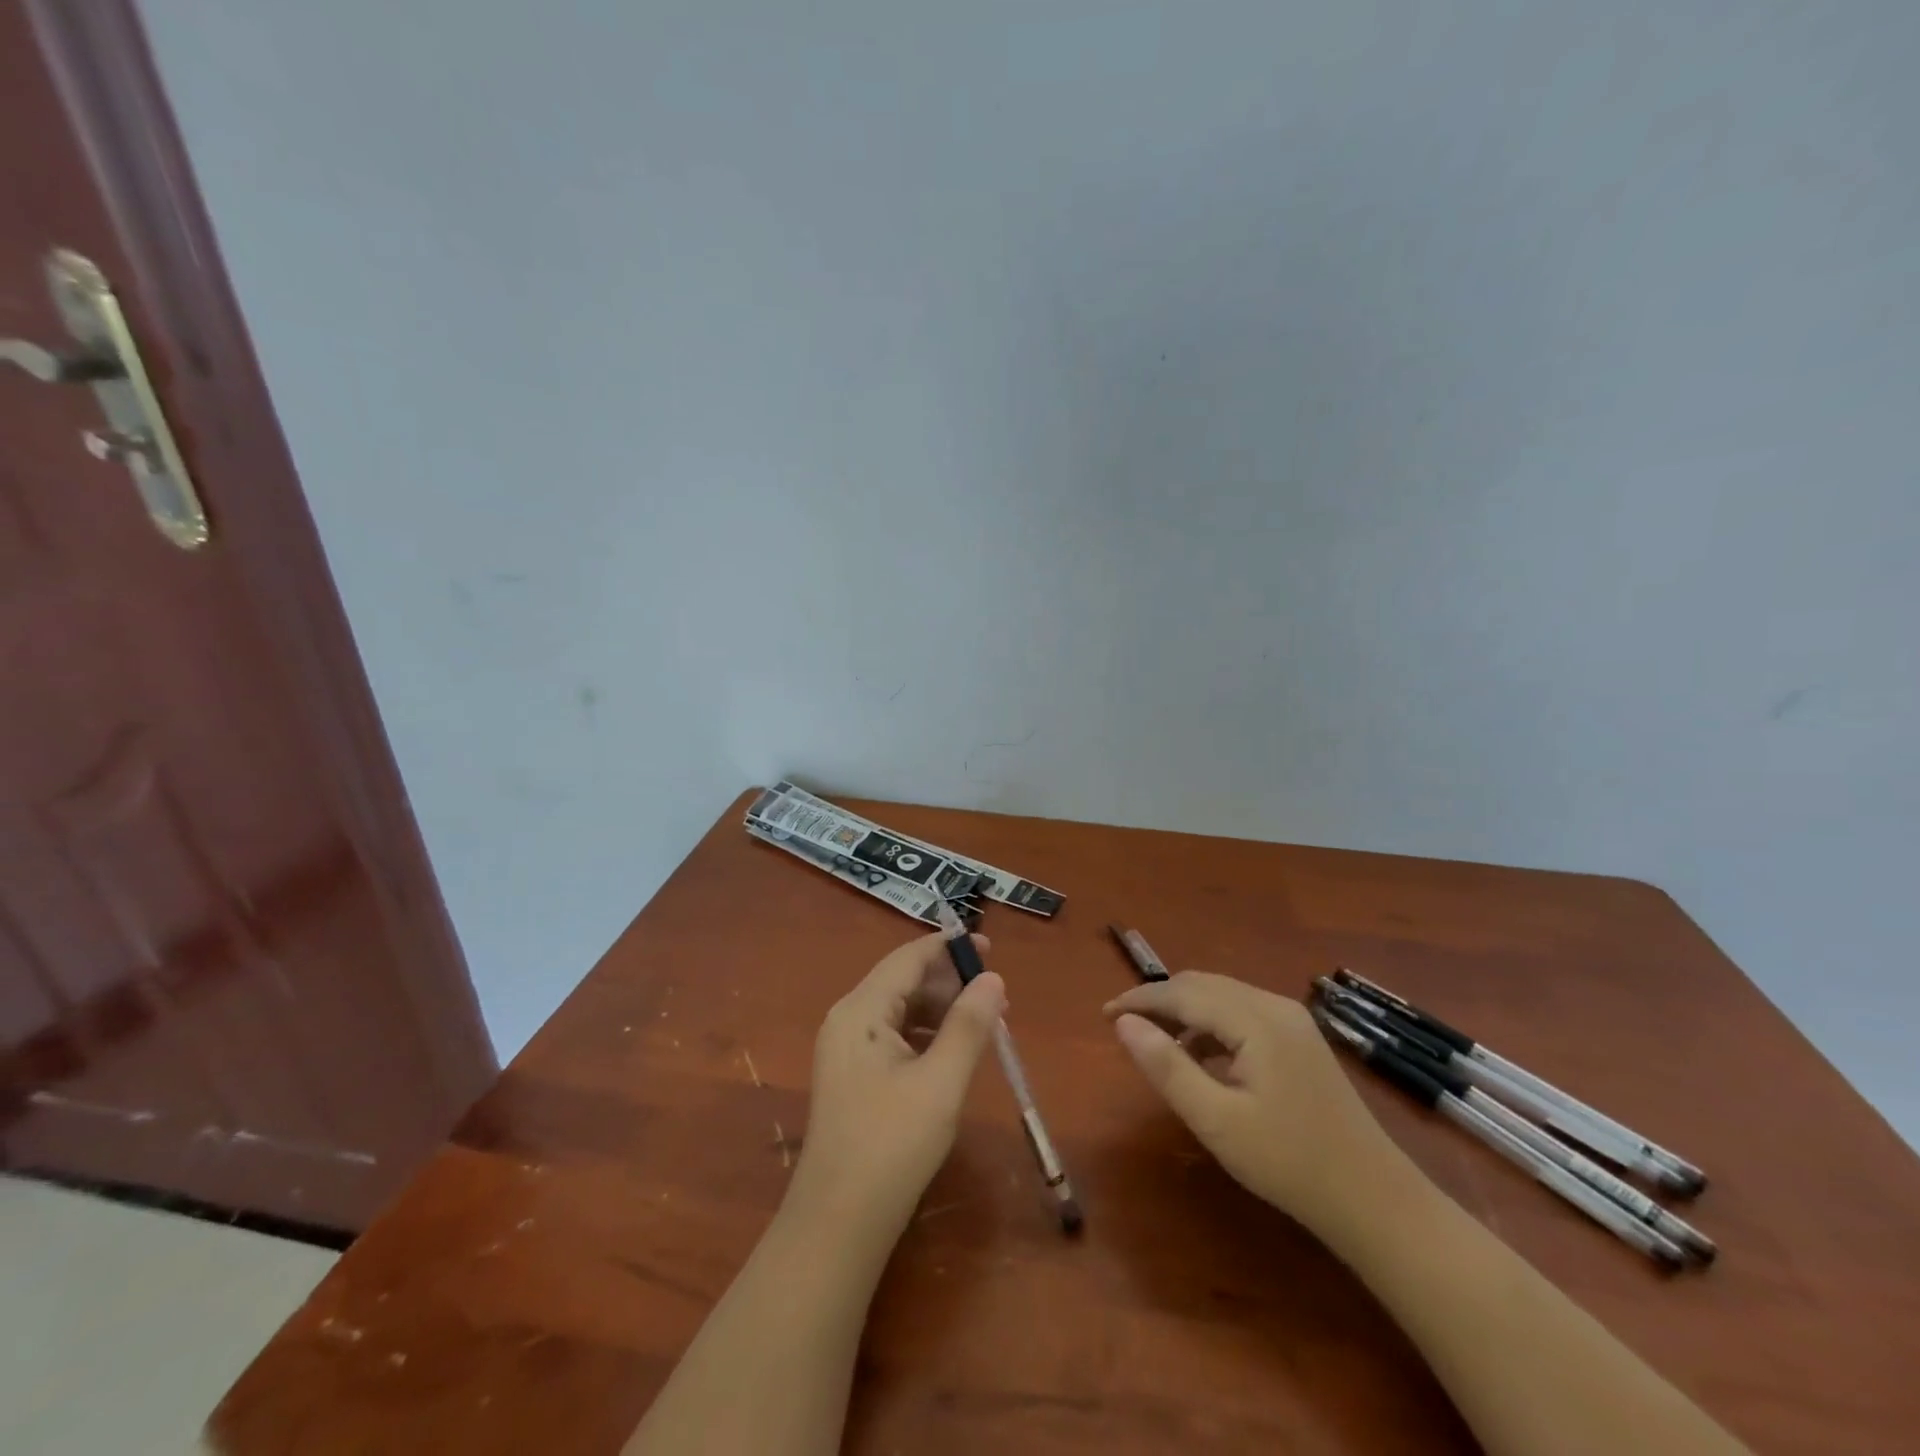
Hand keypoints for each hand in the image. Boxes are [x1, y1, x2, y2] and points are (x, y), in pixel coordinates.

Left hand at [788, 932, 1006, 1240]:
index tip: (990, 947)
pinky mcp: (852, 1076)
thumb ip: (969, 1025)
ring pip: (900, 1010)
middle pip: (902, 981)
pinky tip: (953, 1051)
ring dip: (940, 1009)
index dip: (948, 948)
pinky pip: (893, 1036)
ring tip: (983, 1023)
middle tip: (995, 996)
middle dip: (949, 982)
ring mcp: (846, 1050)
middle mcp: (847, 1020)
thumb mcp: (941, 1082)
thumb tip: (993, 979)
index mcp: (861, 1011)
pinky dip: (925, 1034)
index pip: (908, 959)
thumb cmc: (892, 1145)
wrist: (837, 1224)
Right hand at [1105, 972, 1402, 1233]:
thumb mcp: (1217, 1121)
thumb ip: (1167, 1067)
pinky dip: (1211, 1025)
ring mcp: (1292, 1021)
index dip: (1140, 999)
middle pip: (1203, 985)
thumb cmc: (1289, 1163)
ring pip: (1223, 997)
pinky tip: (1200, 1057)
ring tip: (1155, 1041)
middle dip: (1160, 1000)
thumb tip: (1124, 1023)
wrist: (1376, 1201)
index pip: (1183, 993)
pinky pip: (1242, 1014)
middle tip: (1124, 1026)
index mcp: (1256, 1019)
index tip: (1103, 1014)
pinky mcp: (1300, 1040)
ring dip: (1184, 1011)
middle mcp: (1275, 1006)